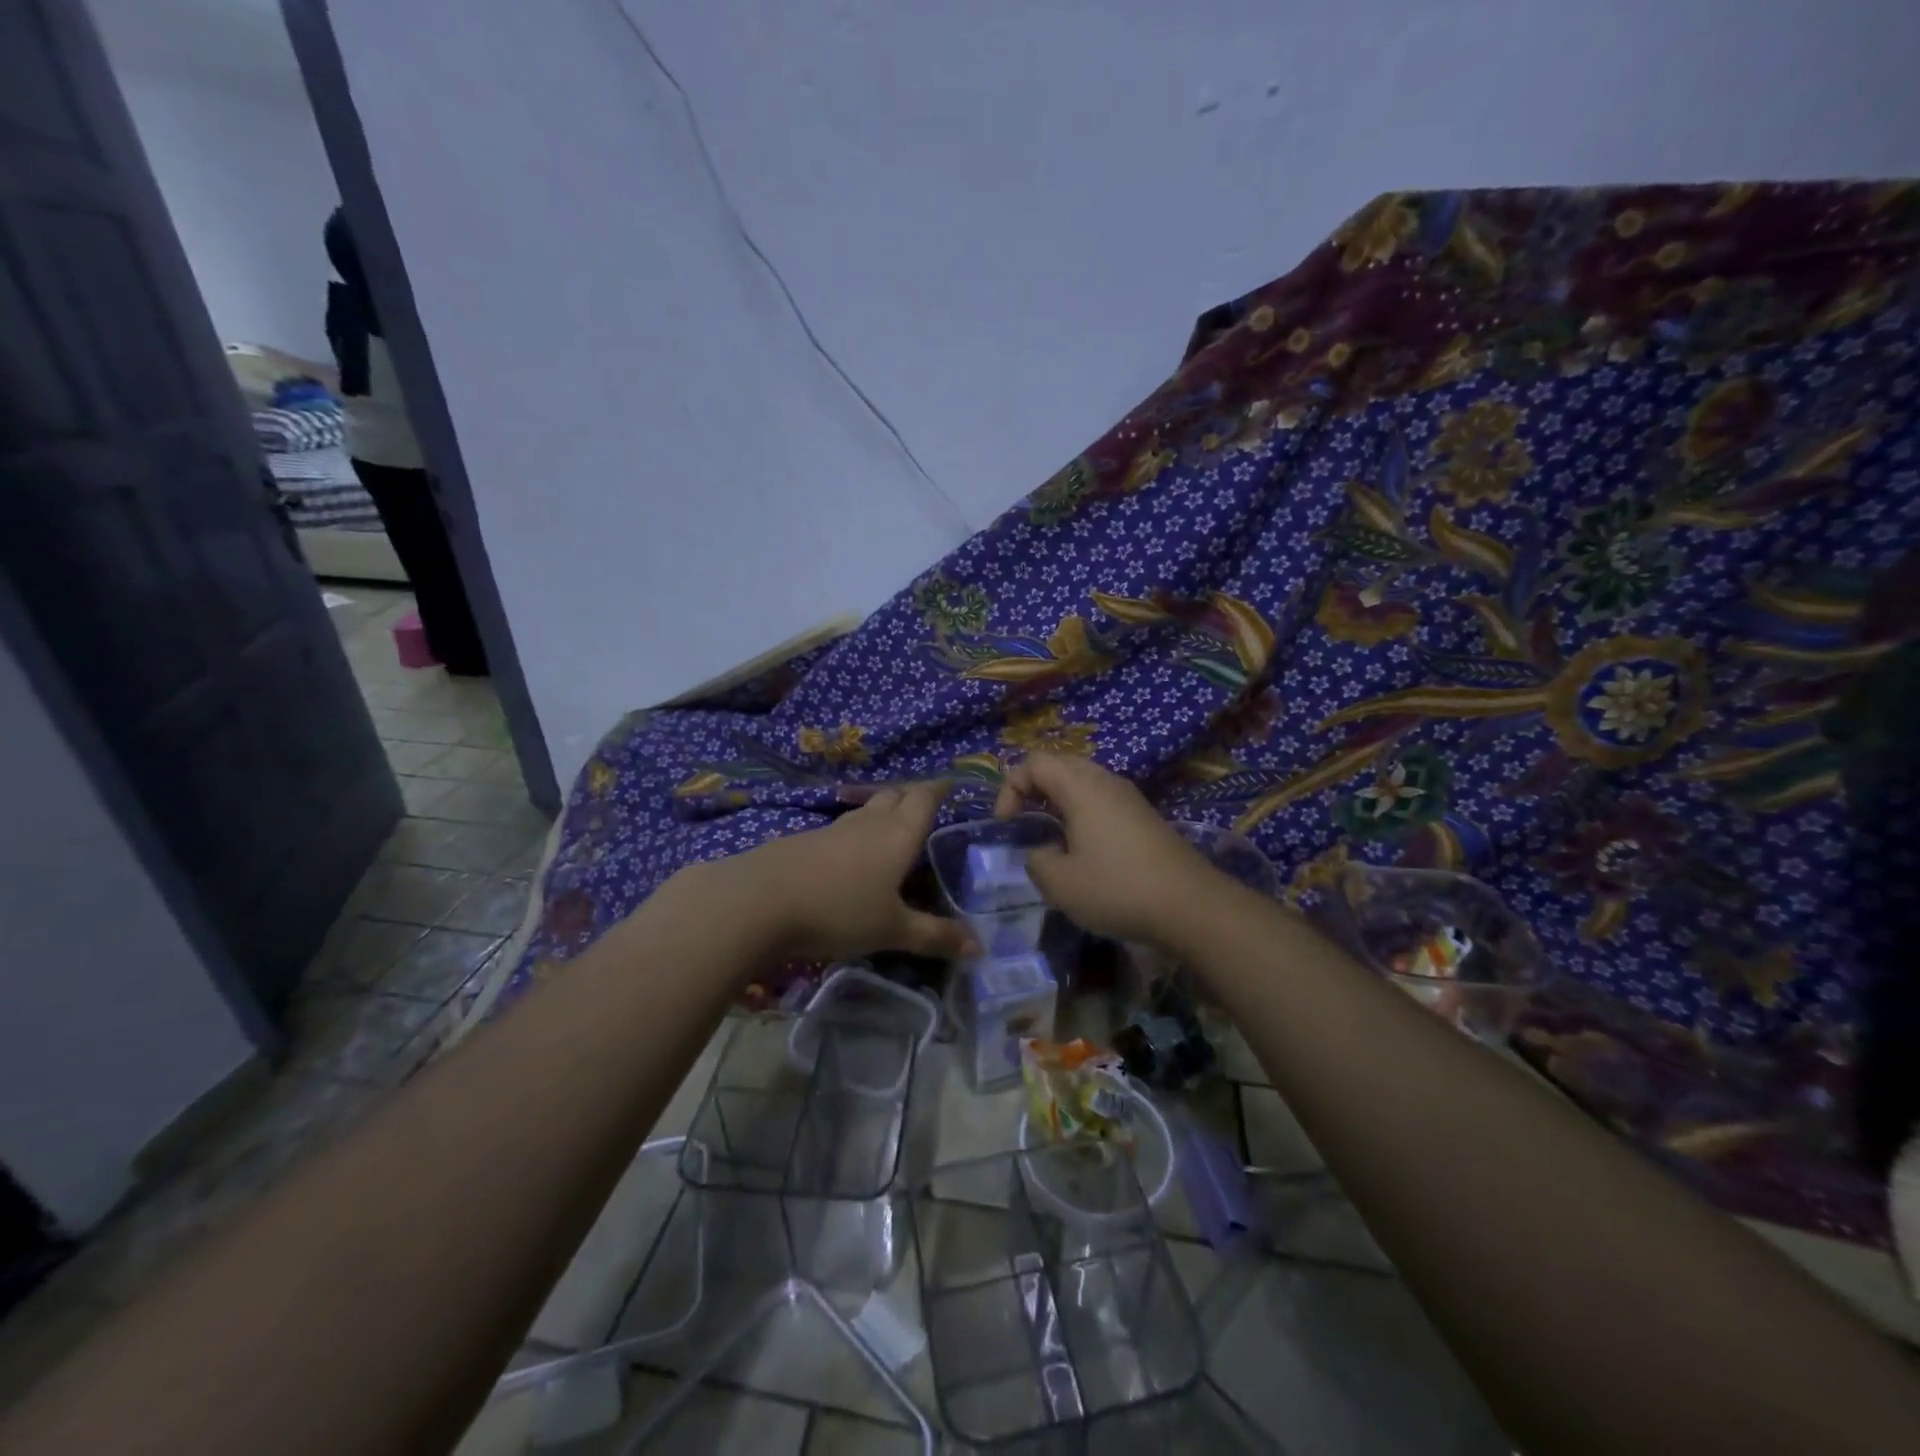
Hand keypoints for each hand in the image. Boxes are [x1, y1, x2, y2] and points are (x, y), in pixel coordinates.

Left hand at [689, 781, 974, 962]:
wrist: (758, 901)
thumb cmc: (838, 911)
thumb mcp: (892, 930)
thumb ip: (935, 936)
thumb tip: (980, 947)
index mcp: (897, 834)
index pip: (924, 798)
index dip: (939, 790)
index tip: (950, 786)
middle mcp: (867, 823)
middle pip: (894, 796)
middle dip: (911, 796)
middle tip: (925, 808)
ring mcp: (831, 829)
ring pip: (865, 812)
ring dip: (881, 814)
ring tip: (891, 830)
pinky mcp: (803, 841)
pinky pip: (840, 830)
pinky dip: (854, 835)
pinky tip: (848, 858)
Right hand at [992, 753, 1218, 943]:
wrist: (1191, 905)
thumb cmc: (1118, 888)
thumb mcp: (1060, 883)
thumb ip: (1036, 860)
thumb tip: (1041, 851)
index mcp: (1080, 787)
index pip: (1033, 762)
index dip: (1010, 788)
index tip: (1007, 825)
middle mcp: (1105, 781)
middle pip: (1059, 765)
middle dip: (1033, 790)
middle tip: (1025, 824)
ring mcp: (1129, 797)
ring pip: (1083, 782)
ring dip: (1059, 802)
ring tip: (1052, 838)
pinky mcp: (1144, 816)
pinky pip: (1102, 800)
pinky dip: (1082, 813)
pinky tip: (1085, 850)